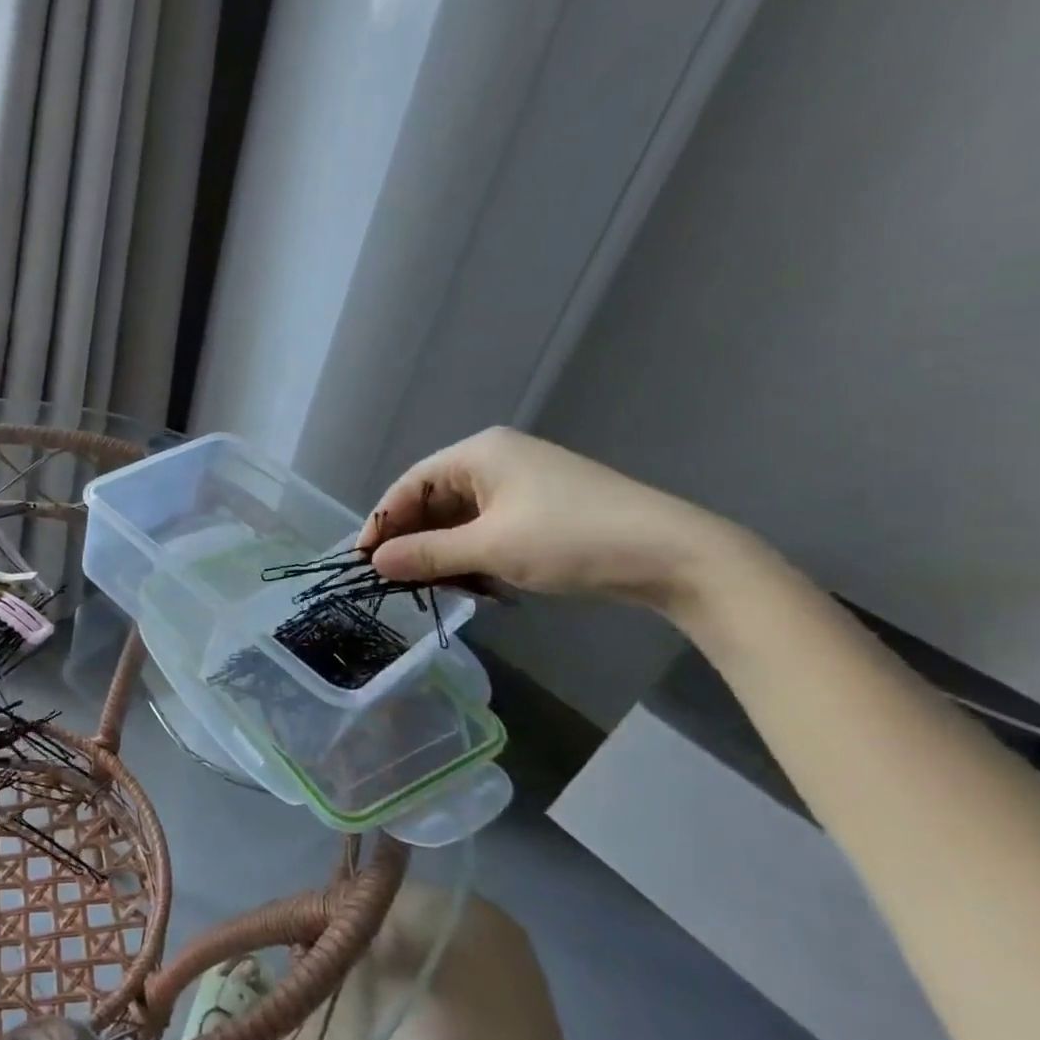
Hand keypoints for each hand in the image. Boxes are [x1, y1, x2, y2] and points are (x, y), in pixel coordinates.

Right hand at [358, 427, 745, 608]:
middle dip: (414, 540)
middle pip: (434, 499)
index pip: (411, 484)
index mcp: (479, 453)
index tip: (364, 560)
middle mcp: (497, 459)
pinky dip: (474, 553)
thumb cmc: (571, 539)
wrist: (675, 554)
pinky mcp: (543, 507)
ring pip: (462, 517)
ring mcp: (523, 482)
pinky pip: (489, 527)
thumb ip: (426, 555)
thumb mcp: (490, 550)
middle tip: (397, 579)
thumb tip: (375, 562)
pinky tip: (474, 582)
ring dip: (444, 551)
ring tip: (434, 586)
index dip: (383, 521)